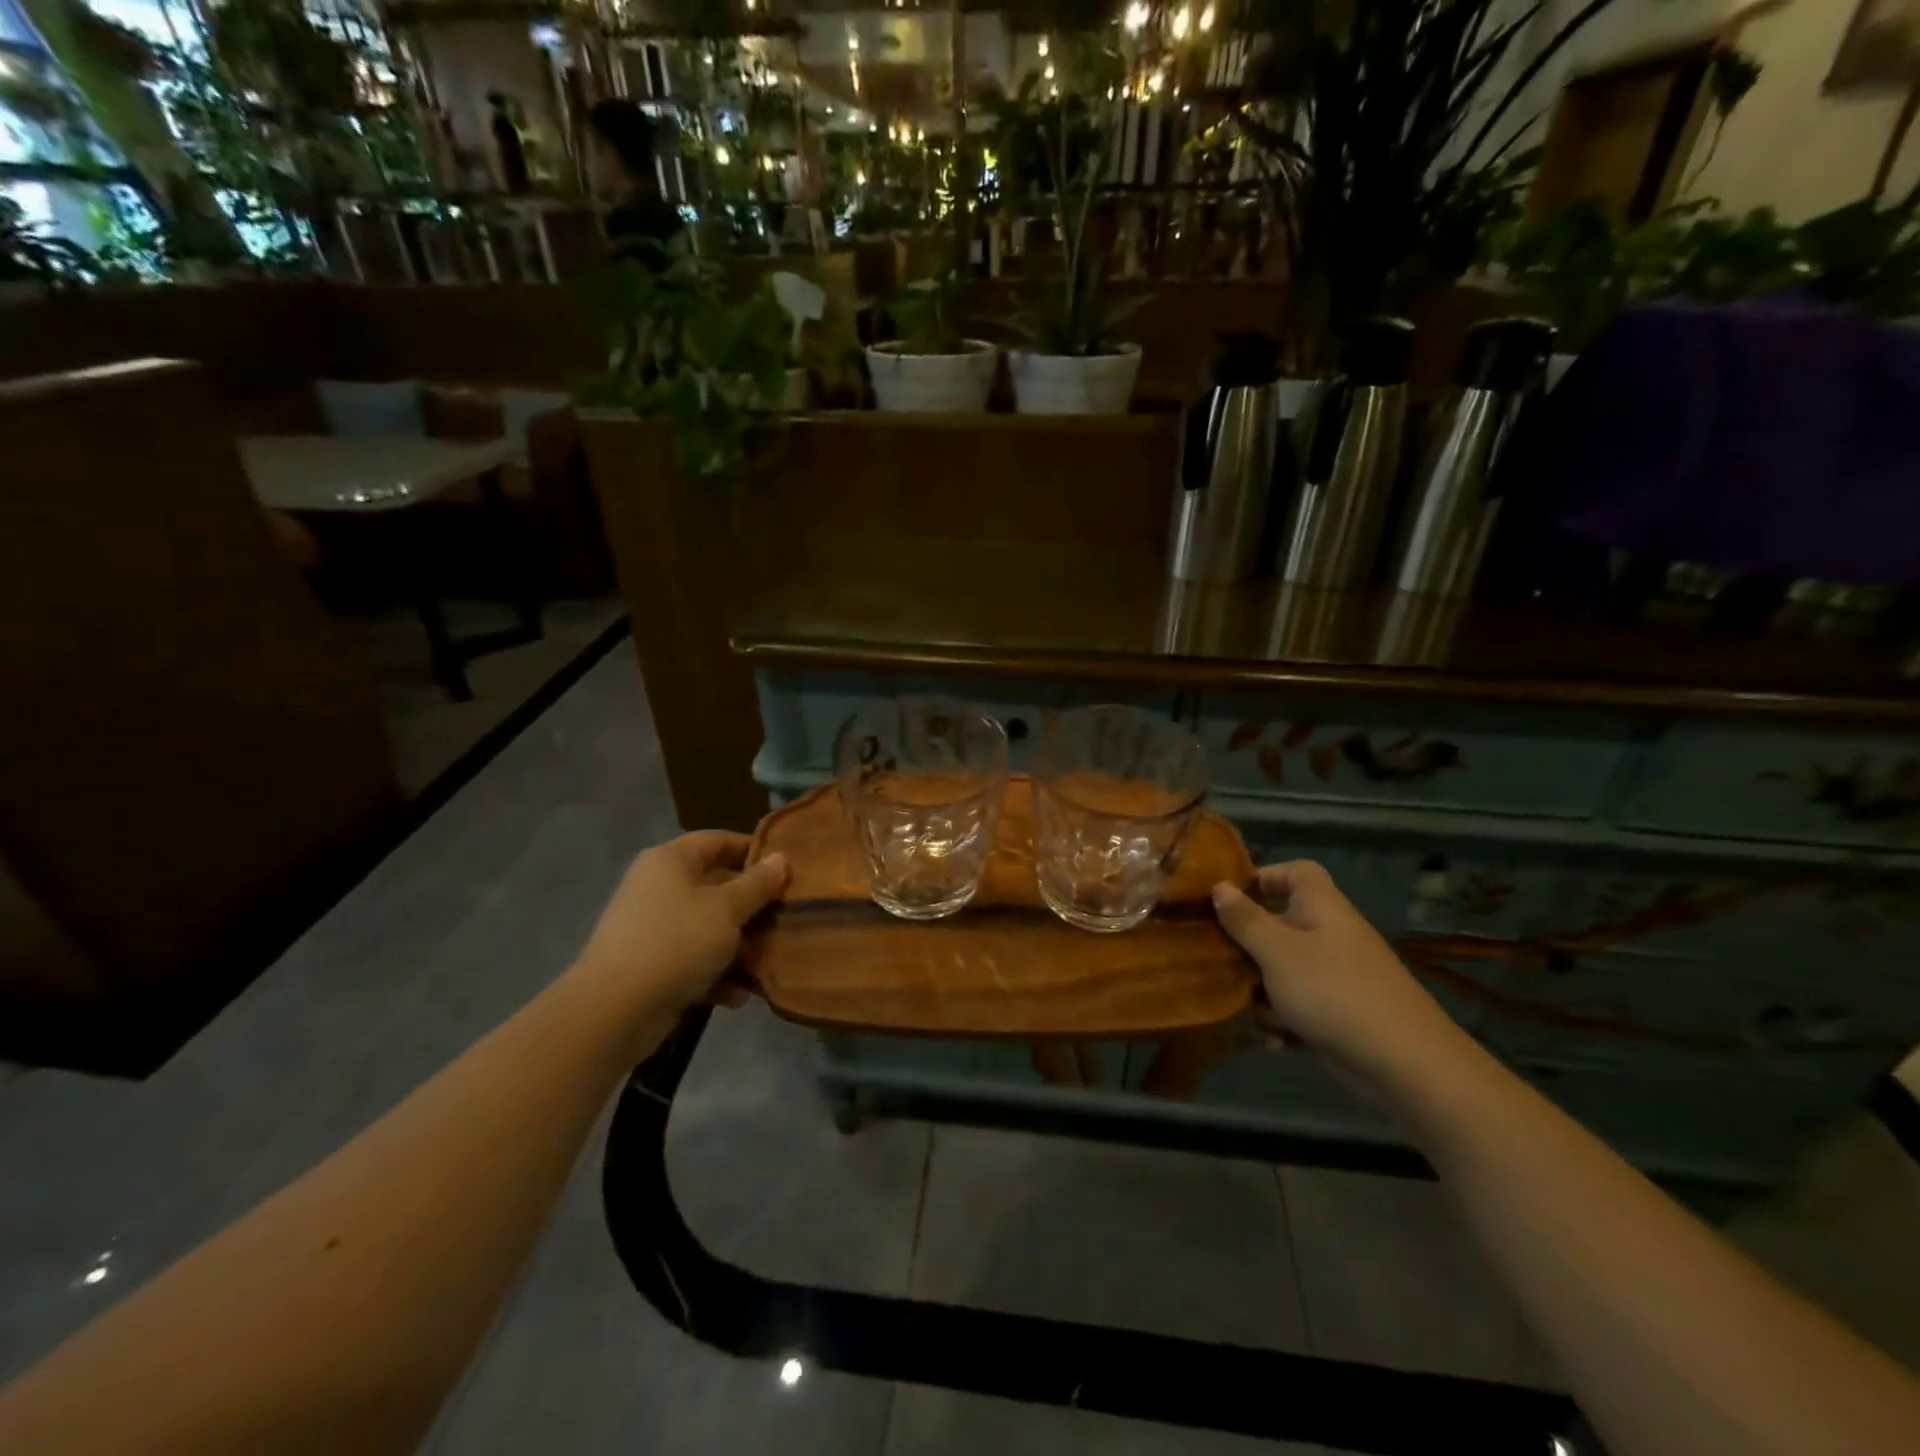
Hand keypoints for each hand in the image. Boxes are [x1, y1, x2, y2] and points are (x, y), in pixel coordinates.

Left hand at [574, 831, 787, 1016]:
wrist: (613, 1012)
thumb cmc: (676, 943)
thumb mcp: (727, 909)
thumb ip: (757, 884)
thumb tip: (781, 859)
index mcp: (670, 861)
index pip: (718, 841)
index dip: (753, 850)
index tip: (787, 868)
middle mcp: (659, 888)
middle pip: (716, 885)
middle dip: (752, 904)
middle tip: (787, 915)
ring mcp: (653, 928)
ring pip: (708, 927)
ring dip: (739, 944)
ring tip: (769, 959)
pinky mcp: (652, 966)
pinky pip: (693, 961)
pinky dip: (716, 974)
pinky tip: (739, 995)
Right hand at [1212, 862, 1467, 1091]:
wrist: (1406, 1064)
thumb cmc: (1333, 992)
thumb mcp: (1278, 952)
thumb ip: (1245, 920)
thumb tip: (1220, 887)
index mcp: (1321, 908)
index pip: (1296, 872)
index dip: (1264, 877)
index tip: (1229, 898)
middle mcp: (1329, 935)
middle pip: (1278, 925)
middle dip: (1247, 948)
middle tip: (1219, 962)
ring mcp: (1335, 975)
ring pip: (1281, 969)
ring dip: (1260, 992)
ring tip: (1252, 1014)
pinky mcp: (1338, 1012)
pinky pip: (1298, 1005)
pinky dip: (1284, 1021)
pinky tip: (1276, 1042)